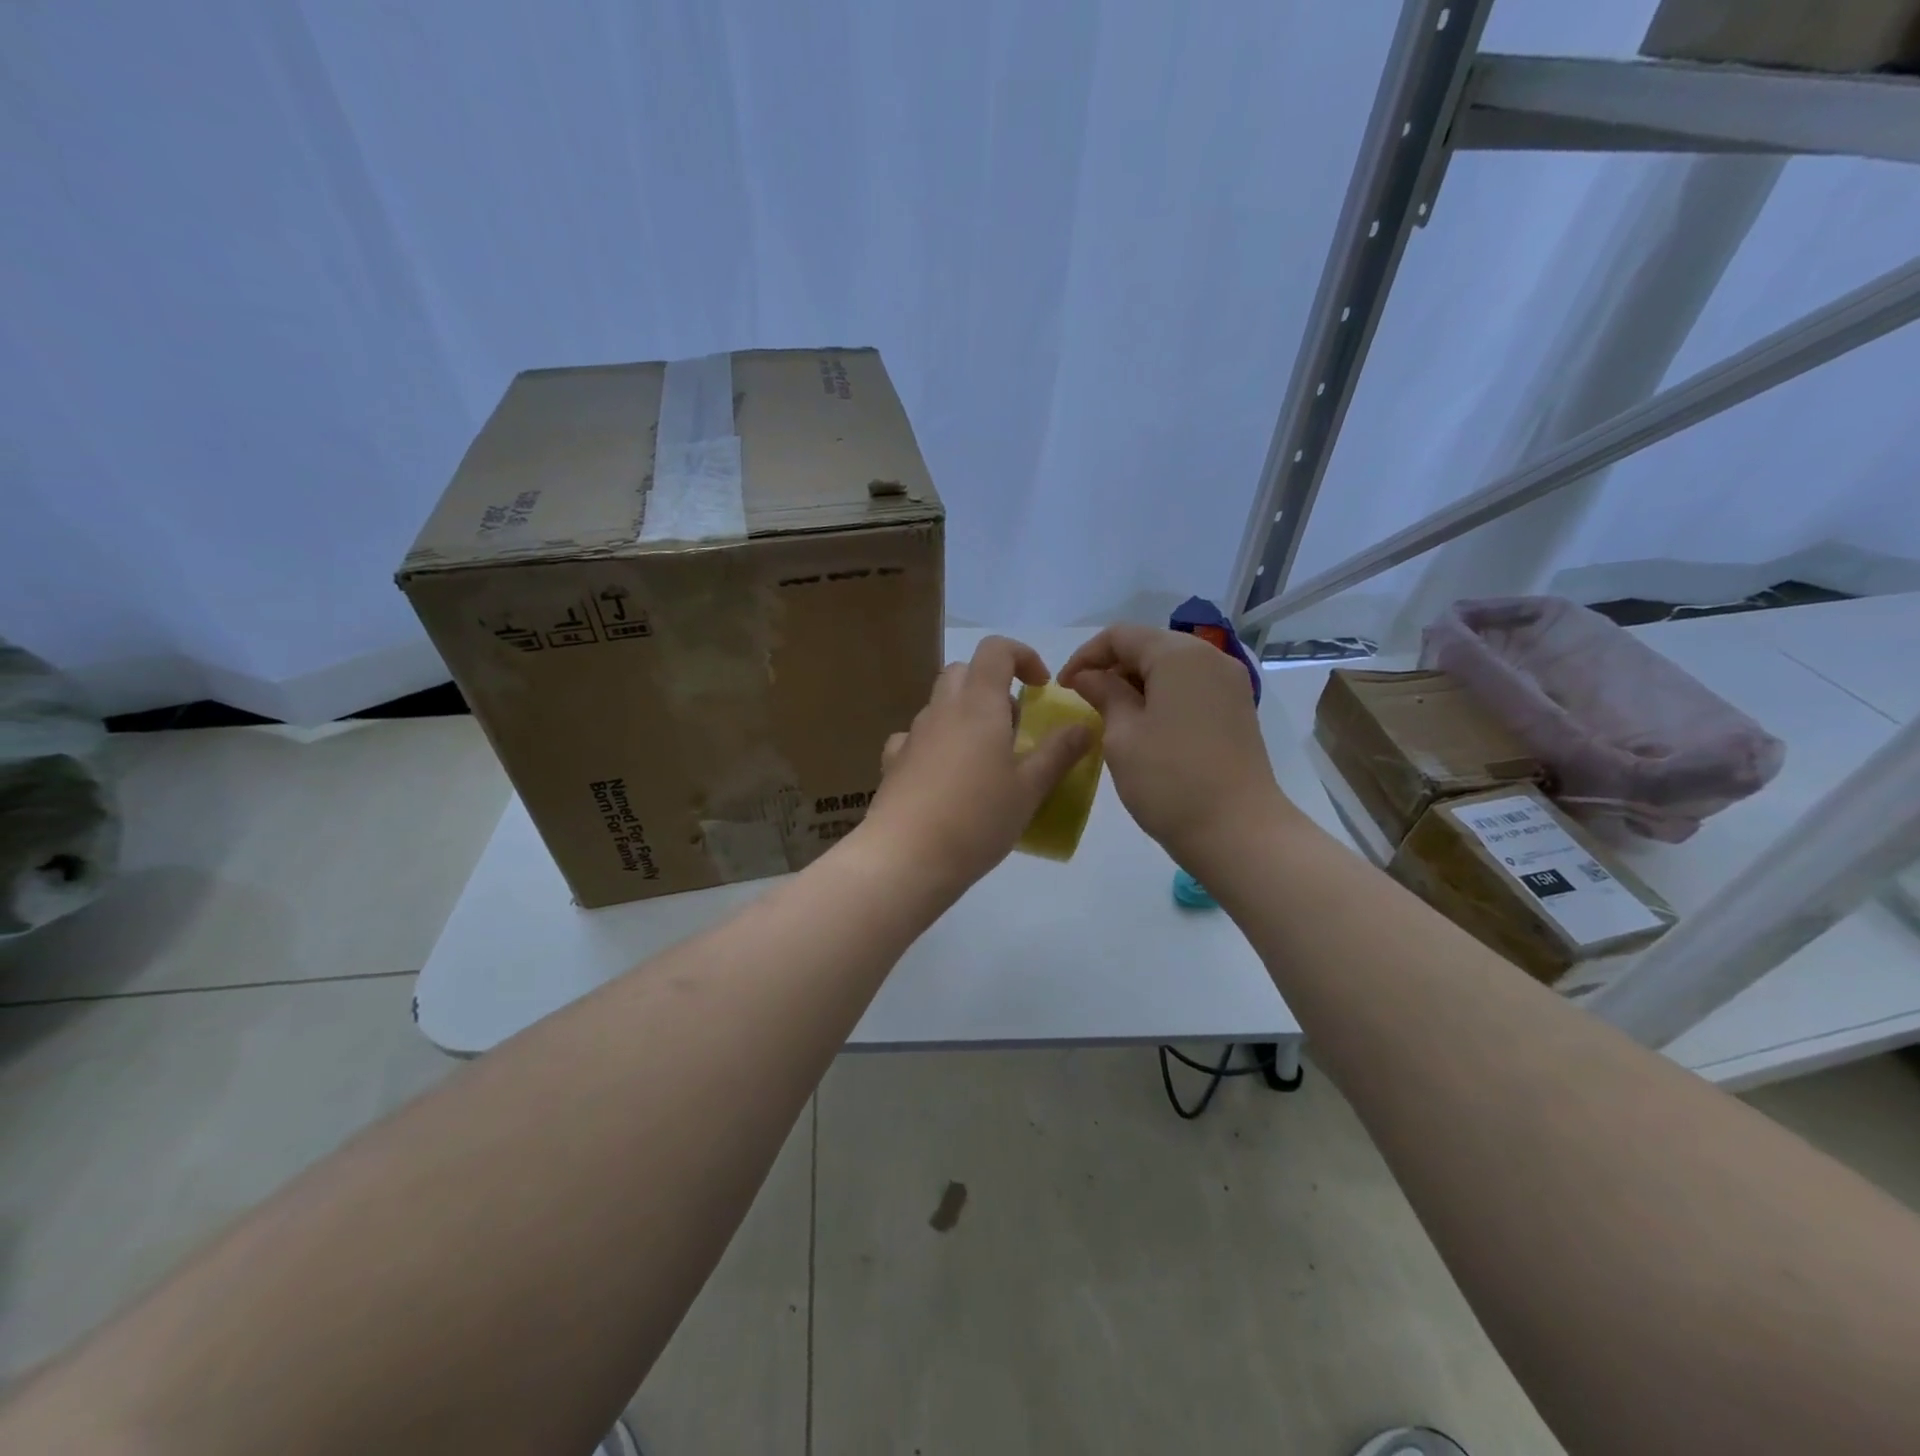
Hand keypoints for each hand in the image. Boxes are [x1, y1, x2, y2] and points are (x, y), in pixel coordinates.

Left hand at [858, 635, 1091, 895]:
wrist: (905, 857)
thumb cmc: (977, 819)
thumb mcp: (1030, 789)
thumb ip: (1059, 753)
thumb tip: (1084, 726)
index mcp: (978, 705)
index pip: (996, 650)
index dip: (1022, 656)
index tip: (1041, 687)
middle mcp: (942, 710)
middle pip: (964, 672)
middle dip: (993, 685)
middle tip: (1014, 726)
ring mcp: (913, 735)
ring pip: (940, 705)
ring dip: (966, 716)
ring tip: (986, 760)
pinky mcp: (894, 763)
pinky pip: (917, 738)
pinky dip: (936, 744)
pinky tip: (945, 777)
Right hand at [1058, 624, 1292, 867]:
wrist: (1237, 831)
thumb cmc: (1169, 780)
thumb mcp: (1122, 735)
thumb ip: (1103, 694)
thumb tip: (1088, 676)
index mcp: (1179, 655)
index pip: (1120, 635)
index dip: (1085, 656)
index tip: (1063, 688)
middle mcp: (1210, 657)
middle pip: (1149, 646)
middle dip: (1111, 667)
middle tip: (1084, 701)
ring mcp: (1229, 684)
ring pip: (1170, 667)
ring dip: (1135, 683)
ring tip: (1110, 715)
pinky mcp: (1237, 709)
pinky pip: (1190, 687)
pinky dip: (1161, 696)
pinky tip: (1143, 726)